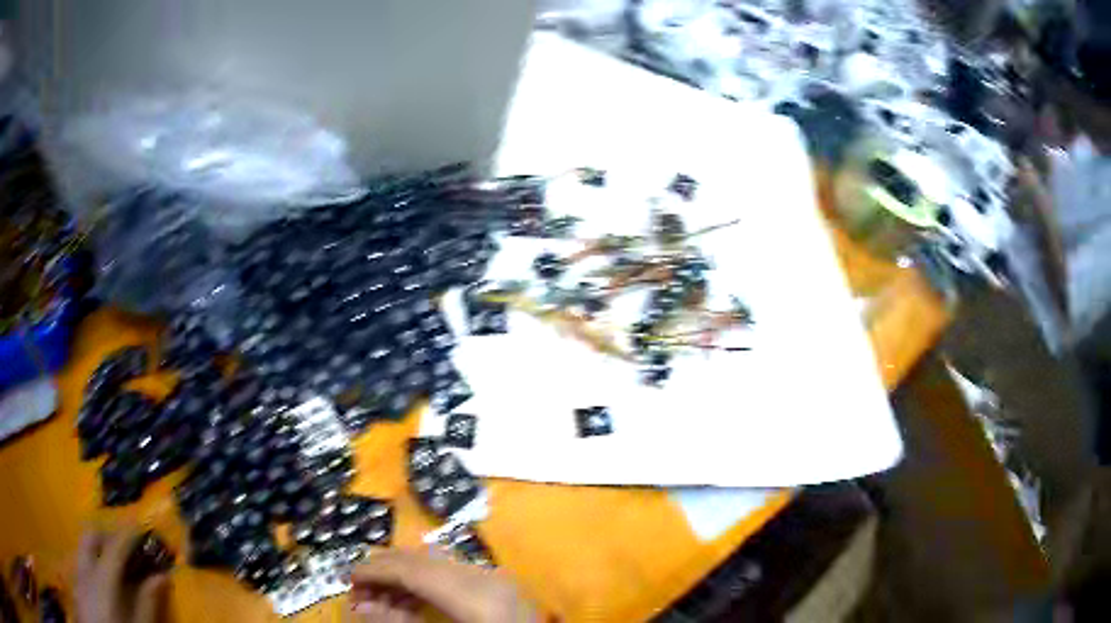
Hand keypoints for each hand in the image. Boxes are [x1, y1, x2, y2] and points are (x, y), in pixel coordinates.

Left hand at [76, 530, 170, 622]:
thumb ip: (147, 604)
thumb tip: (161, 576)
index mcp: (102, 581)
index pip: (114, 548)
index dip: (128, 534)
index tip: (141, 527)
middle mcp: (86, 570)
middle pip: (92, 538)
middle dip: (108, 536)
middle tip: (126, 546)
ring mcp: (79, 576)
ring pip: (84, 548)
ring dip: (99, 549)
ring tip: (116, 563)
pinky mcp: (77, 584)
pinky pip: (82, 563)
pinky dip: (93, 564)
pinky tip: (103, 581)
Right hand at [350, 549, 538, 621]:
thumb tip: (361, 607)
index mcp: (478, 594)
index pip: (414, 568)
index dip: (376, 569)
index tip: (348, 578)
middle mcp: (489, 578)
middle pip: (424, 562)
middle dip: (386, 572)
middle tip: (358, 592)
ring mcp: (499, 582)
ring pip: (437, 567)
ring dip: (404, 580)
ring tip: (379, 600)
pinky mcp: (502, 591)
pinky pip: (454, 578)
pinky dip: (426, 587)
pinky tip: (410, 602)